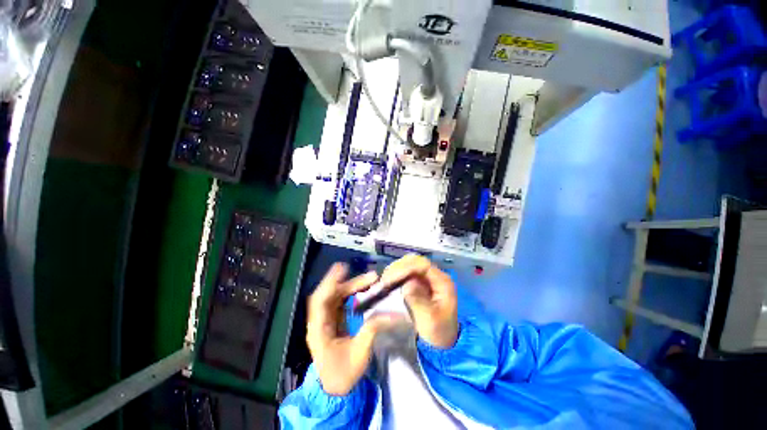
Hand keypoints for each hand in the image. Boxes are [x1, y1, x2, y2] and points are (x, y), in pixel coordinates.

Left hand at [306, 263, 401, 395]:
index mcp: (319, 330)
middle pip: (331, 294)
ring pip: (337, 296)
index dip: (330, 283)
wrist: (335, 389)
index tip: (342, 269)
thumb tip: (394, 315)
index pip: (320, 301)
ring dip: (352, 286)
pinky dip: (352, 293)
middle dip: (350, 283)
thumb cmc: (343, 374)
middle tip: (371, 276)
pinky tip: (364, 289)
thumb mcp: (360, 353)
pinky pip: (342, 301)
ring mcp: (326, 319)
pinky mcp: (334, 320)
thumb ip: (373, 330)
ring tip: (371, 280)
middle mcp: (320, 321)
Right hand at [379, 254, 457, 348]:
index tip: (390, 278)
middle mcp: (435, 275)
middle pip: (416, 261)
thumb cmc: (438, 332)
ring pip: (410, 264)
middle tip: (384, 279)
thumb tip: (406, 284)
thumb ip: (419, 301)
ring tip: (385, 280)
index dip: (405, 268)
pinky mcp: (420, 282)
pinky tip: (389, 282)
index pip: (423, 265)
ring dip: (396, 269)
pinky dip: (397, 274)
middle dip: (399, 267)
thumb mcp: (430, 320)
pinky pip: (407, 272)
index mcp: (442, 282)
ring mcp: (428, 278)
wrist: (443, 341)